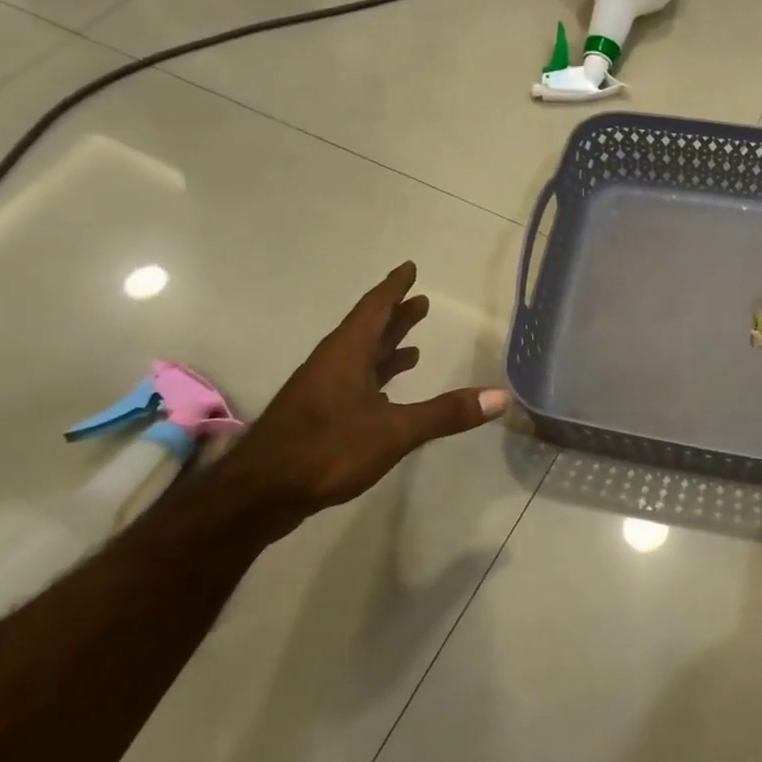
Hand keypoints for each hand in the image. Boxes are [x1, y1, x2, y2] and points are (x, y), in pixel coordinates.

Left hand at [215, 263, 508, 528]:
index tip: (408, 268)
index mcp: (347, 354)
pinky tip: (386, 395)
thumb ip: (446, 413)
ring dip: (386, 349)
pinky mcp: (317, 416)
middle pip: (368, 331)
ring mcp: (321, 391)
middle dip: (395, 316)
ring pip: (359, 359)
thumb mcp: (394, 431)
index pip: (374, 309)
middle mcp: (333, 364)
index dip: (393, 288)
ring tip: (412, 347)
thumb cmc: (327, 450)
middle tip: (421, 302)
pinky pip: (353, 384)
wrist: (260, 493)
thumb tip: (501, 396)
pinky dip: (374, 380)